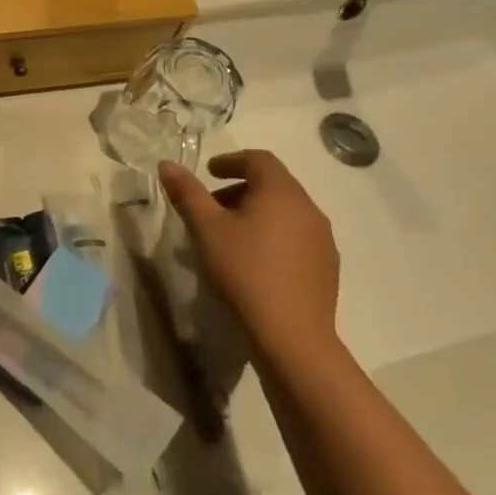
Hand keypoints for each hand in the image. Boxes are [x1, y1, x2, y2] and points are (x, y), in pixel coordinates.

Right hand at [159, 150, 339, 364]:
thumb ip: (187, 193)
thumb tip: (168, 164)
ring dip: (257, 213)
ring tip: (230, 237)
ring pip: (286, 212)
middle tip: (212, 208)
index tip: (209, 172)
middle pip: (274, 185)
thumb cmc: (244, 271)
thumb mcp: (206, 229)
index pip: (259, 159)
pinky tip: (255, 262)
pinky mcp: (327, 266)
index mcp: (281, 192)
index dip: (231, 160)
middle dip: (241, 189)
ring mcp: (323, 239)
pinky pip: (297, 237)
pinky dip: (273, 235)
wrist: (292, 335)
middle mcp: (308, 208)